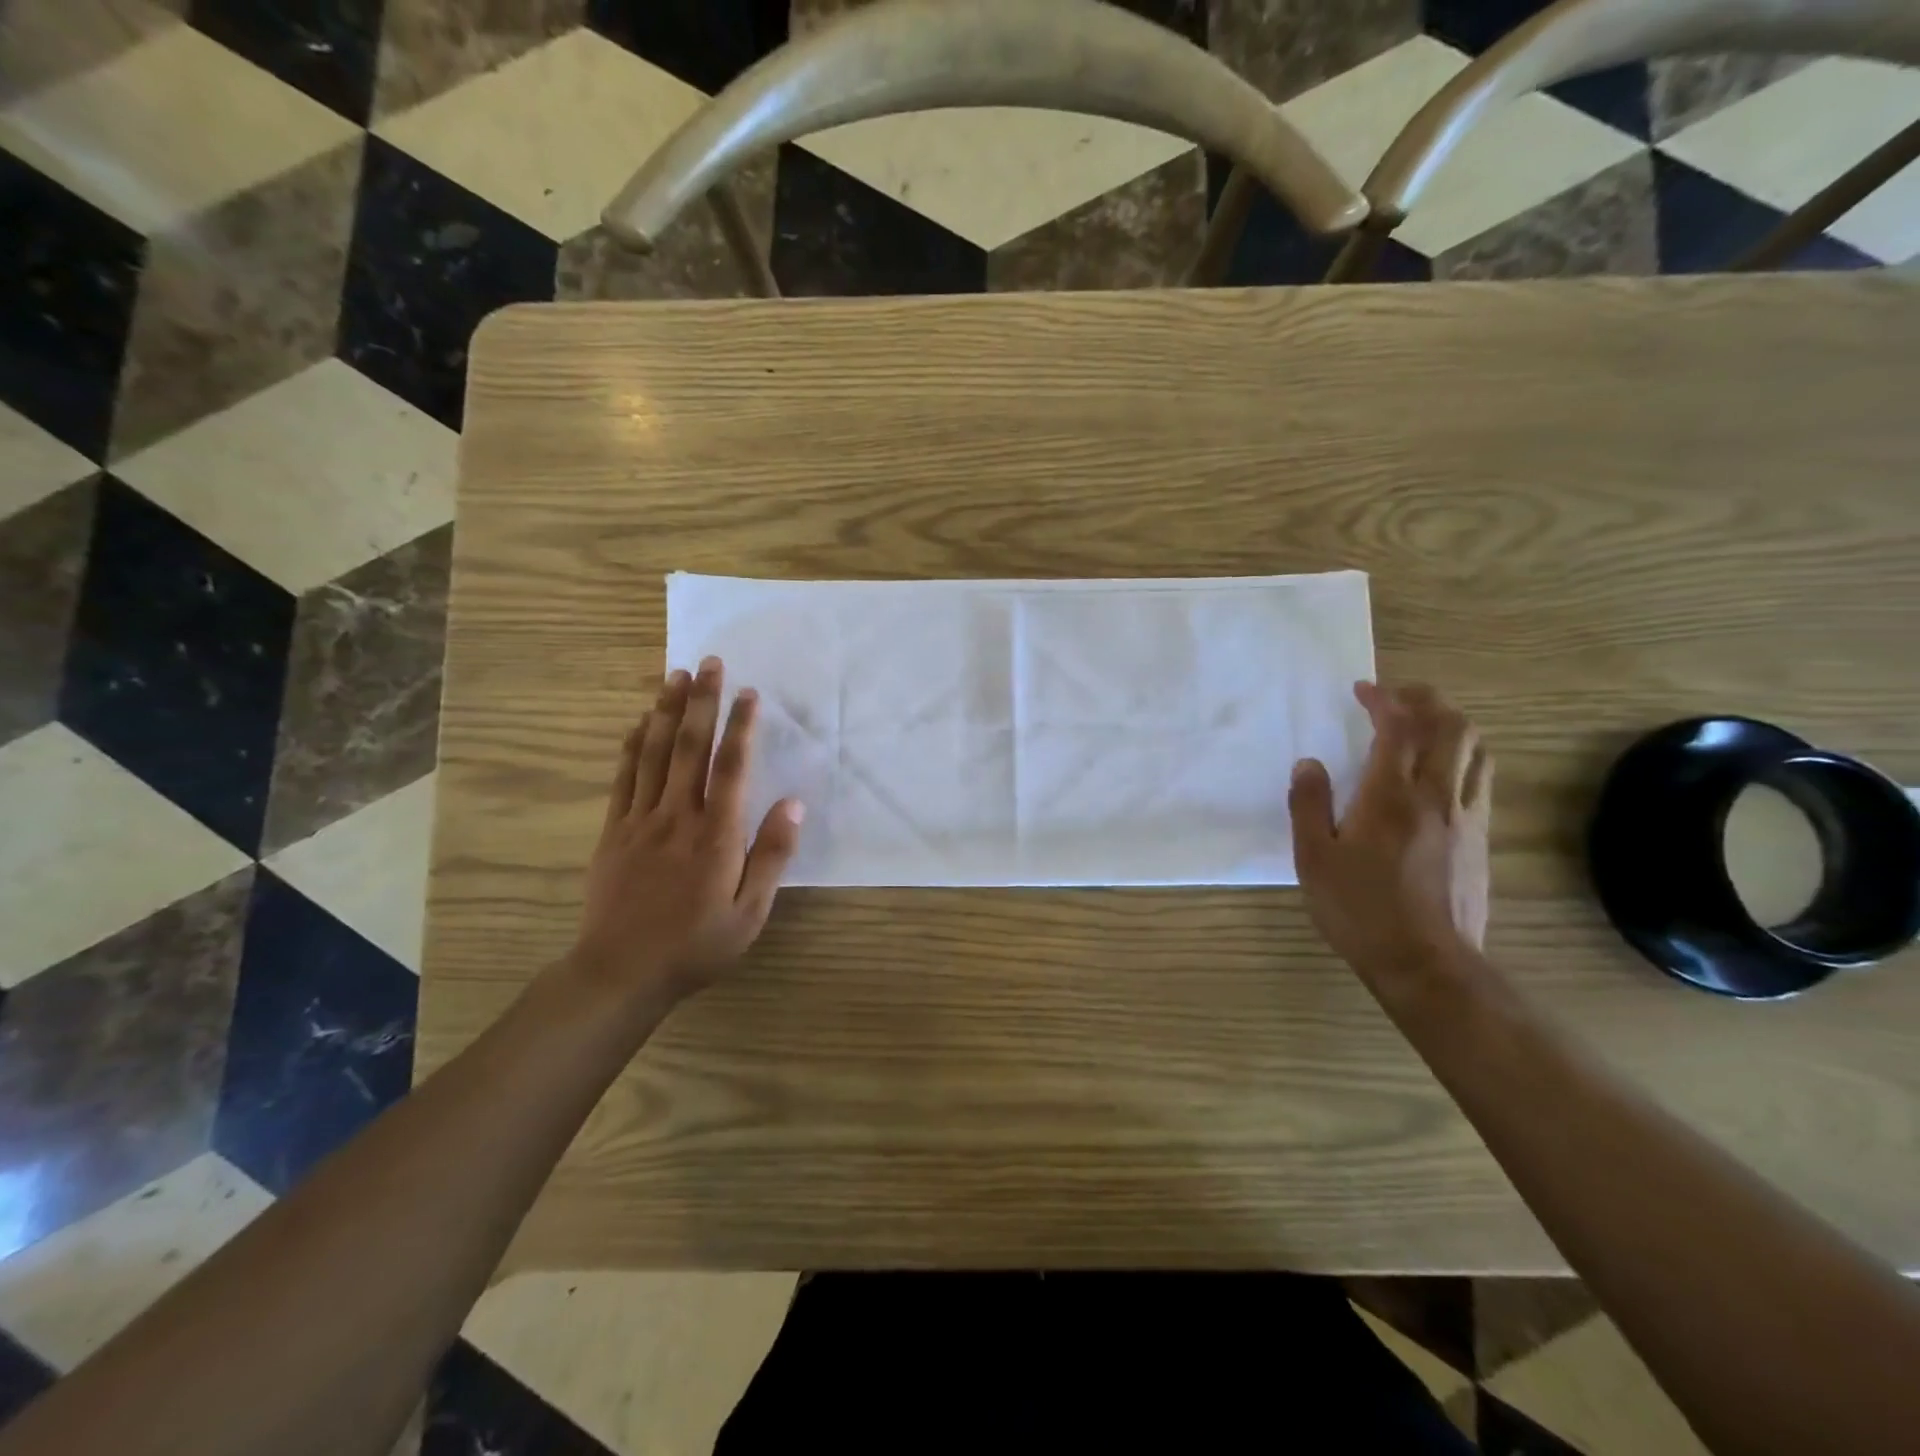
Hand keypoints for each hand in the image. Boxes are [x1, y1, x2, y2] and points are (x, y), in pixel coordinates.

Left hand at [569, 656, 803, 1007]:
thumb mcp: (749, 913)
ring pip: (655, 754)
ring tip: (676, 675)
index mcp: (716, 836)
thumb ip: (771, 856)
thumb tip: (794, 805)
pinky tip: (641, 722)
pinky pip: (624, 778)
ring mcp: (640, 821)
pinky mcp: (614, 831)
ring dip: (667, 711)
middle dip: (701, 702)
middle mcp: (677, 817)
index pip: (732, 768)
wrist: (620, 973)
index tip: (748, 693)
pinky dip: (634, 745)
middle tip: (709, 662)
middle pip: (690, 748)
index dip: (741, 727)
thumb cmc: (696, 945)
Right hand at [1288, 682, 1492, 991]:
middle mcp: (1436, 796)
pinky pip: (1480, 779)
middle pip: (1450, 727)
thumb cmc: (1359, 909)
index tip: (1363, 690)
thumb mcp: (1313, 858)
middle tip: (1398, 696)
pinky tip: (1442, 771)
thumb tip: (1309, 763)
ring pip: (1475, 750)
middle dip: (1426, 700)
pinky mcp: (1481, 839)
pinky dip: (1463, 757)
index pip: (1398, 728)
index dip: (1384, 700)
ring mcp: (1466, 817)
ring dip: (1451, 724)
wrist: (1425, 962)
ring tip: (1424, 724)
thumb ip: (1308, 805)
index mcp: (1390, 797)